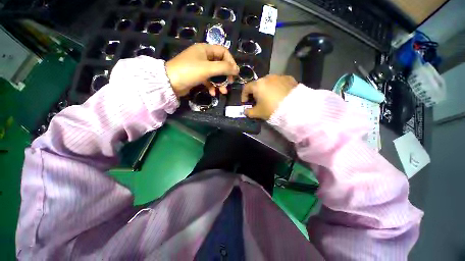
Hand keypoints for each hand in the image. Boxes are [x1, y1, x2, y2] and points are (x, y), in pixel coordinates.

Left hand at [166, 43, 238, 96]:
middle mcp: (203, 57)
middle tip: (229, 83)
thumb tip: (237, 70)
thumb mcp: (208, 68)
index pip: (224, 52)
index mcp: (205, 49)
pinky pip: (208, 80)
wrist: (170, 83)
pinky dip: (212, 86)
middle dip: (225, 75)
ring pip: (215, 74)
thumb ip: (224, 68)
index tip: (234, 73)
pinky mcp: (197, 76)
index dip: (231, 62)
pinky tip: (213, 93)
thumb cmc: (189, 71)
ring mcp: (200, 67)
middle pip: (220, 64)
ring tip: (222, 92)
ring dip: (220, 83)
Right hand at [241, 75, 297, 119]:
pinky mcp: (289, 78)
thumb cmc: (271, 109)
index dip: (244, 96)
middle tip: (257, 102)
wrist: (294, 107)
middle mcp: (267, 77)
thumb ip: (249, 112)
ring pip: (268, 82)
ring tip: (269, 98)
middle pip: (257, 84)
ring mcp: (279, 76)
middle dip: (255, 93)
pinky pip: (279, 82)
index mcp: (257, 85)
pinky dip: (276, 87)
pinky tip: (279, 95)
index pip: (246, 88)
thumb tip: (245, 111)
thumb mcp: (258, 113)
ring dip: (266, 89)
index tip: (246, 103)